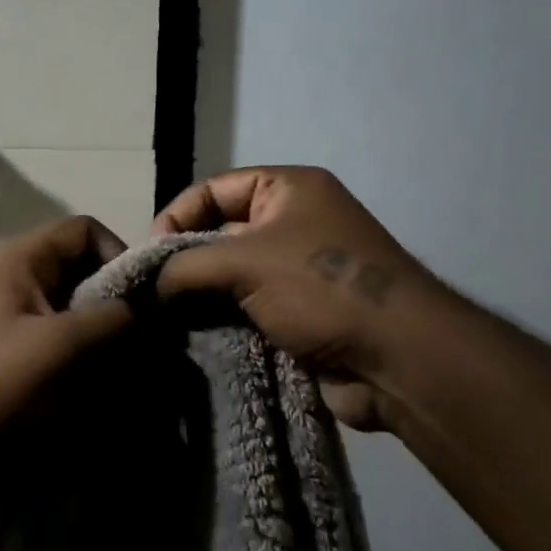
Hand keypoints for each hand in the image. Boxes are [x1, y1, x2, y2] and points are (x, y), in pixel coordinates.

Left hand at [0, 215, 133, 452]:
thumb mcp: (60, 347)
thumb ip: (114, 322)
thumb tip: (153, 314)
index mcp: (21, 260)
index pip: (84, 231)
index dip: (119, 256)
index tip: (141, 303)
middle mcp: (14, 279)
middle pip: (81, 274)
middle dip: (115, 310)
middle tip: (141, 350)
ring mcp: (8, 318)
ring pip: (72, 315)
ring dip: (100, 343)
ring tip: (121, 381)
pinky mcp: (6, 355)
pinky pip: (55, 346)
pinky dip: (78, 365)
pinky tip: (93, 400)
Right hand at [153, 166, 445, 428]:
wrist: (400, 361)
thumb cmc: (321, 288)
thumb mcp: (243, 262)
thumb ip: (186, 266)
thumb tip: (151, 286)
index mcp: (288, 189)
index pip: (214, 189)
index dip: (177, 215)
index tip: (150, 254)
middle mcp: (294, 222)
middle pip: (220, 231)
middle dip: (186, 260)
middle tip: (152, 291)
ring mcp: (299, 269)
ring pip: (231, 274)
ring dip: (201, 295)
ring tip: (167, 318)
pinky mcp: (301, 312)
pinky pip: (248, 307)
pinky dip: (222, 320)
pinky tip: (195, 336)